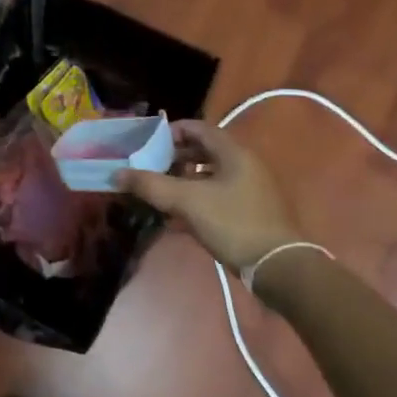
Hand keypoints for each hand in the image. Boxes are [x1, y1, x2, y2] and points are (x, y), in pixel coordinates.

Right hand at [116, 122, 304, 269]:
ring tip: (159, 190)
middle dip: (174, 157)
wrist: (278, 267)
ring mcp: (249, 189)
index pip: (199, 128)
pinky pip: (216, 195)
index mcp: (234, 153)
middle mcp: (244, 165)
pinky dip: (195, 198)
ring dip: (183, 179)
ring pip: (209, 175)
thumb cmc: (233, 223)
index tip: (148, 143)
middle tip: (149, 166)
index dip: (172, 131)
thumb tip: (117, 173)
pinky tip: (176, 216)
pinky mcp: (250, 212)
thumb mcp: (187, 201)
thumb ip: (151, 185)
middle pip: (203, 151)